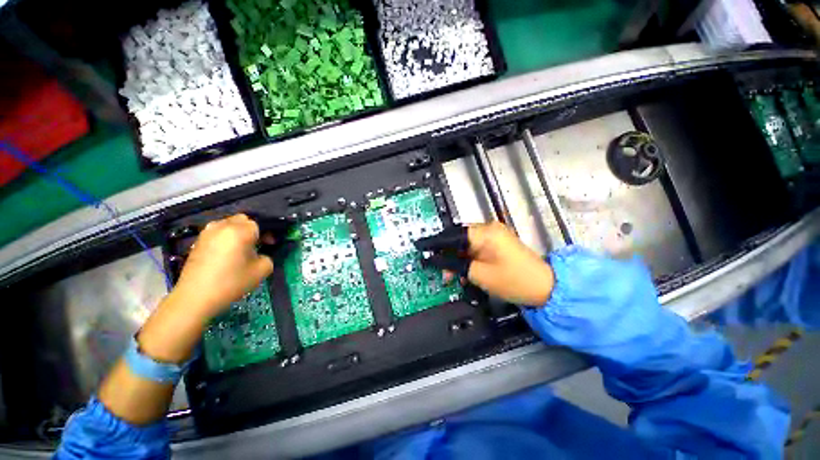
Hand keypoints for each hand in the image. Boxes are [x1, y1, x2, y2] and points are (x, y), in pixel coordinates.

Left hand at [172, 214, 273, 319]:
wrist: (195, 297)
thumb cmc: (232, 282)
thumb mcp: (262, 270)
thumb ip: (268, 256)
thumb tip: (260, 253)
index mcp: (240, 231)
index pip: (259, 223)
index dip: (267, 233)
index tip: (269, 245)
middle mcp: (223, 226)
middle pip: (242, 220)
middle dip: (252, 230)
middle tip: (255, 245)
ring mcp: (208, 232)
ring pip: (228, 225)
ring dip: (237, 233)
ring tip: (240, 250)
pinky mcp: (198, 241)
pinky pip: (217, 233)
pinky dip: (225, 239)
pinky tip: (226, 254)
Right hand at [415, 222, 554, 305]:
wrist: (546, 288)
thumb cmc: (515, 280)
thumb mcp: (479, 274)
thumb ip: (455, 265)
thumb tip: (436, 260)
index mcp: (485, 233)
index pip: (452, 235)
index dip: (435, 242)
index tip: (421, 246)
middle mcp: (488, 229)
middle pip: (458, 239)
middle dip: (446, 254)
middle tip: (437, 268)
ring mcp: (493, 236)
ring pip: (465, 245)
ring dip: (456, 259)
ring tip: (451, 275)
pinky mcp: (496, 244)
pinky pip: (474, 249)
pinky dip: (467, 260)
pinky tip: (463, 272)